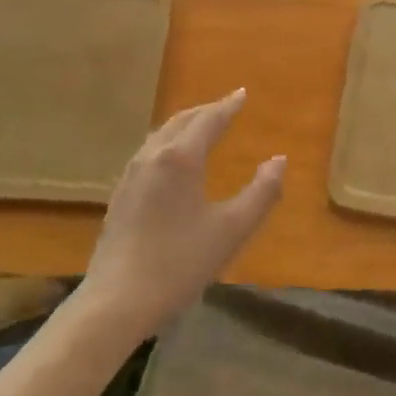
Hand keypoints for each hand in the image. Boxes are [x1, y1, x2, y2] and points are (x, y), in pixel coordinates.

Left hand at [79, 89, 284, 339]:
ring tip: (201, 127)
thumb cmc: (179, 263)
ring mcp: (131, 174)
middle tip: (225, 107)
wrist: (115, 302)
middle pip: (181, 121)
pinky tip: (171, 161)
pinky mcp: (120, 194)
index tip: (242, 93)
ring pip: (161, 134)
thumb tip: (279, 160)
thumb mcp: (231, 230)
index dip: (228, 106)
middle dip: (205, 111)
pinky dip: (169, 142)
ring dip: (185, 124)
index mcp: (181, 158)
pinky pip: (149, 152)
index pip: (209, 120)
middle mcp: (153, 156)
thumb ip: (261, 193)